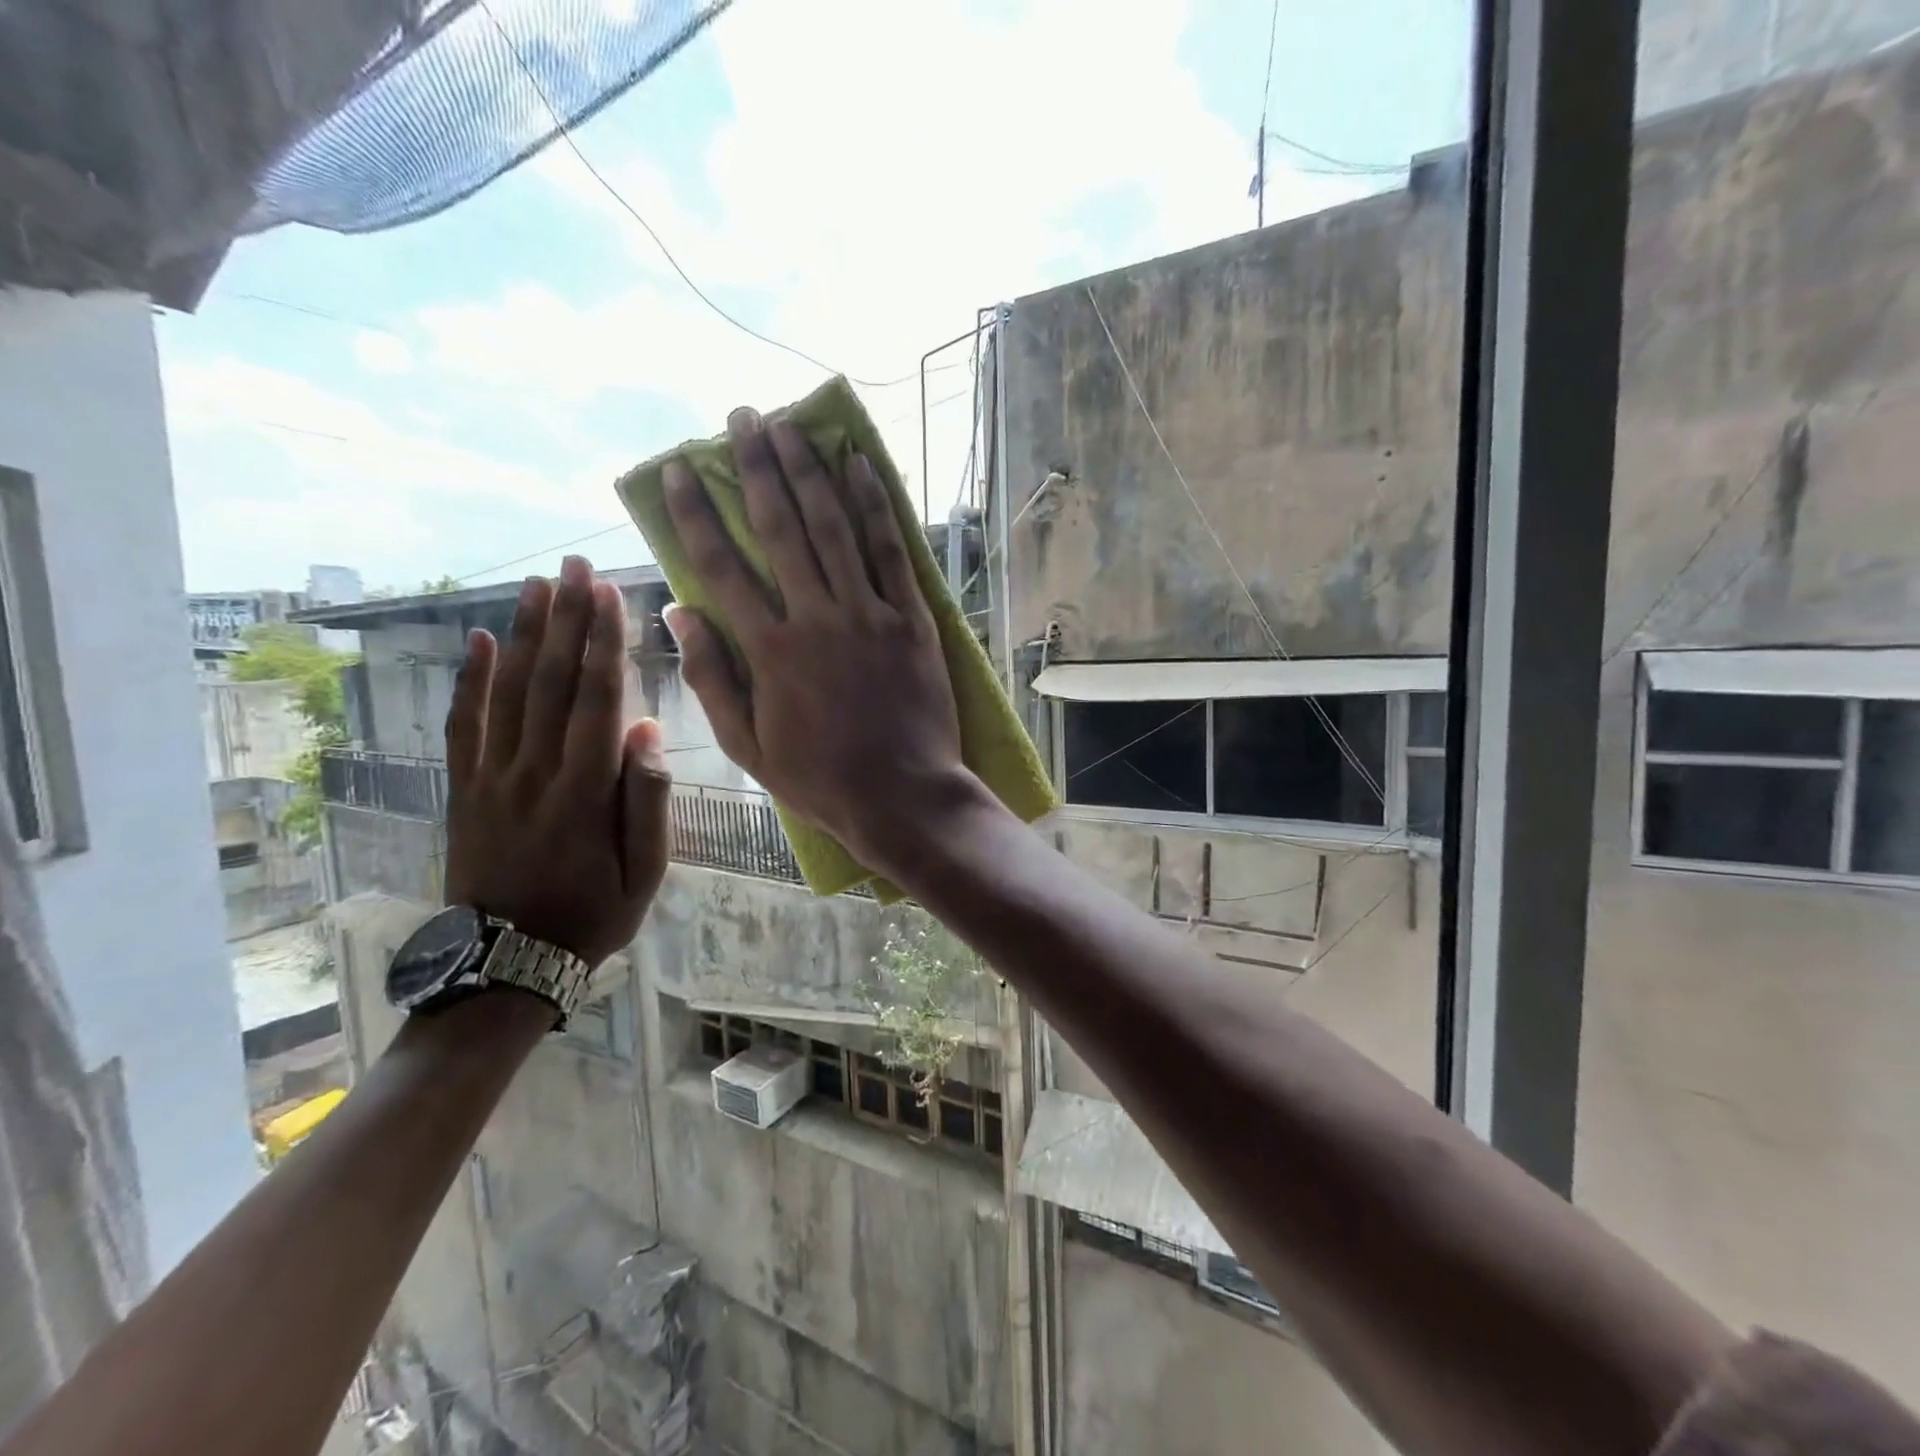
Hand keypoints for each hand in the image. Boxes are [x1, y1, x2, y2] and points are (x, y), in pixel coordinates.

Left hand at [442, 556, 670, 966]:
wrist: (510, 961)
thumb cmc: (595, 913)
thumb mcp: (647, 870)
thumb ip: (647, 799)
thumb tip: (647, 732)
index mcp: (585, 790)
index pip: (596, 699)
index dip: (603, 643)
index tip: (608, 594)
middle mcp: (535, 771)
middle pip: (551, 682)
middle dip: (566, 619)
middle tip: (572, 566)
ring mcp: (493, 778)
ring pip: (508, 693)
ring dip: (524, 635)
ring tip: (536, 585)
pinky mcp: (466, 790)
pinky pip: (465, 727)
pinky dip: (471, 682)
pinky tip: (481, 643)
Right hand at [662, 408, 978, 876]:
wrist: (902, 795)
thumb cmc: (821, 778)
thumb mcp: (748, 745)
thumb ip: (713, 677)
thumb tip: (680, 614)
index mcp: (769, 650)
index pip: (722, 566)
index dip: (697, 514)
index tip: (679, 471)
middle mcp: (816, 618)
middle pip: (780, 528)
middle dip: (756, 468)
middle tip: (742, 418)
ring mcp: (869, 614)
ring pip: (834, 528)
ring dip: (809, 471)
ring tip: (791, 426)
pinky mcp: (913, 620)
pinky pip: (892, 552)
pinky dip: (876, 507)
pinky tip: (860, 466)